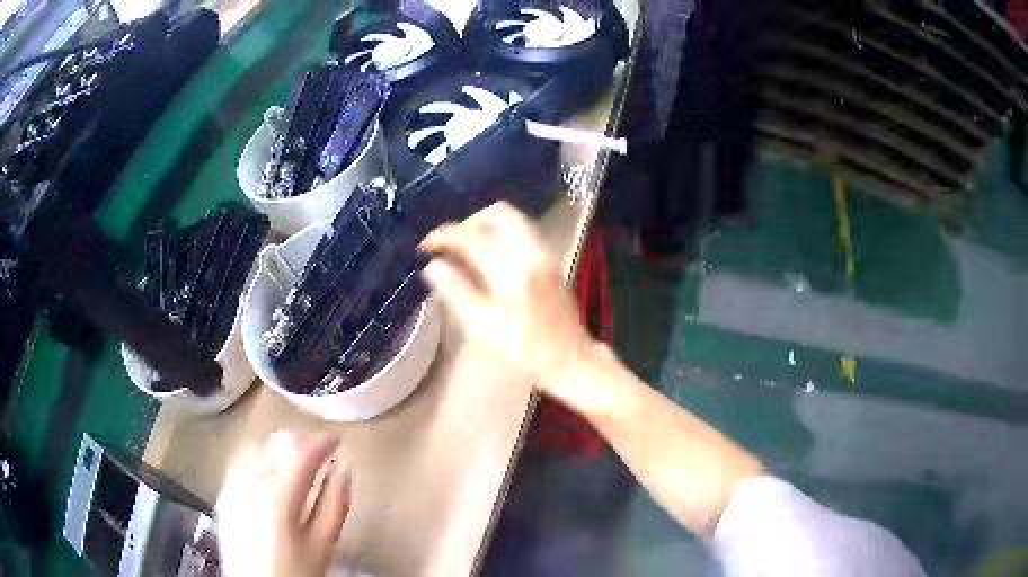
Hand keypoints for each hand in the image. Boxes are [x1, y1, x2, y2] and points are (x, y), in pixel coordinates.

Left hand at [217, 432, 350, 576]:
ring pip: (258, 449)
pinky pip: (243, 463)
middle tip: (320, 457)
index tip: (337, 441)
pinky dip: (261, 462)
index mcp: (277, 496)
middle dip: (301, 444)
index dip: (322, 441)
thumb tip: (343, 467)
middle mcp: (249, 482)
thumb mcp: (323, 543)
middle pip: (276, 444)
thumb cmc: (296, 571)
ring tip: (297, 468)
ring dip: (280, 451)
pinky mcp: (223, 493)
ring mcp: (231, 486)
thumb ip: (334, 502)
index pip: (301, 451)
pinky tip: (272, 480)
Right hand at [419, 201, 592, 388]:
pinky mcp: (551, 257)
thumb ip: (455, 291)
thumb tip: (432, 266)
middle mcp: (530, 251)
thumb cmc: (525, 350)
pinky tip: (488, 256)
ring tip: (466, 249)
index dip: (442, 237)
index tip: (424, 247)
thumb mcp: (482, 327)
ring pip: (511, 218)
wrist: (570, 357)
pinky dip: (501, 233)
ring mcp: (544, 252)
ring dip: (485, 225)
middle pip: (495, 213)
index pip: (470, 237)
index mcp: (511, 270)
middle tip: (449, 245)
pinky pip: (522, 230)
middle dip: (467, 223)